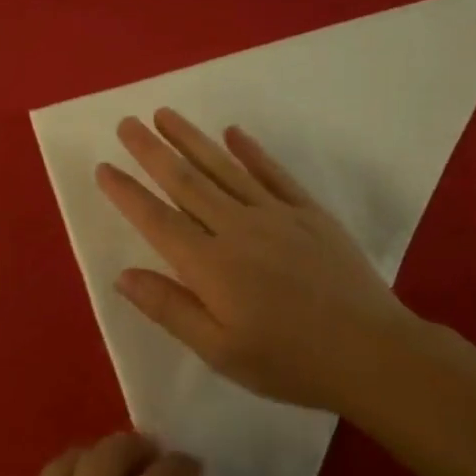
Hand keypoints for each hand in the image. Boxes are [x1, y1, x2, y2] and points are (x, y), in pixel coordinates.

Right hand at [96, 108, 431, 409]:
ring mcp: (275, 214)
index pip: (156, 219)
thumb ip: (170, 308)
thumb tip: (123, 275)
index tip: (103, 167)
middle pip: (185, 181)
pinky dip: (251, 151)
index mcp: (210, 264)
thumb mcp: (220, 351)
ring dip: (191, 139)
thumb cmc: (289, 361)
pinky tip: (233, 133)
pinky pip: (273, 173)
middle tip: (126, 123)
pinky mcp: (309, 212)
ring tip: (165, 114)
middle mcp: (236, 228)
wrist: (372, 353)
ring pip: (223, 167)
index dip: (127, 192)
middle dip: (151, 151)